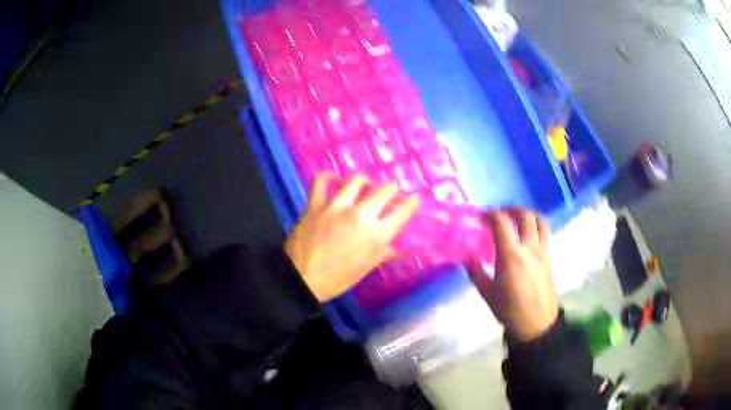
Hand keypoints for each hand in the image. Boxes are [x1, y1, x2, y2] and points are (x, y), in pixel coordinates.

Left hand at [285, 173, 420, 301]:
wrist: (300, 281)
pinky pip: (320, 181)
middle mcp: (360, 215)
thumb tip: (402, 250)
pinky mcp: (315, 204)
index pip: (404, 210)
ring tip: (365, 185)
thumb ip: (383, 254)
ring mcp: (336, 207)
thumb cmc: (336, 280)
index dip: (413, 202)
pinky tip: (333, 178)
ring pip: (357, 180)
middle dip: (392, 189)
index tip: (413, 200)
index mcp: (376, 235)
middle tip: (390, 194)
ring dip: (365, 181)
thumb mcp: (364, 269)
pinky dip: (327, 176)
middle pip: (385, 189)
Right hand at [468, 208, 558, 340]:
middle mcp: (529, 247)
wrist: (536, 323)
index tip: (481, 217)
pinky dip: (535, 227)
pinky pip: (545, 233)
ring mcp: (542, 251)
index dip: (490, 213)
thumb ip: (476, 271)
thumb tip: (467, 257)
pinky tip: (526, 237)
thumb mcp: (486, 293)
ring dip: (527, 214)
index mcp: (511, 255)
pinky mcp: (549, 257)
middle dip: (510, 209)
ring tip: (516, 219)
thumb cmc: (509, 309)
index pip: (501, 221)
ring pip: (539, 220)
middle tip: (499, 214)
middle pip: (524, 215)